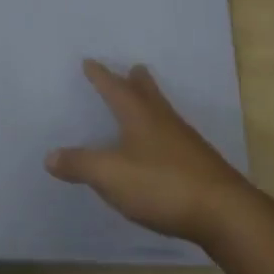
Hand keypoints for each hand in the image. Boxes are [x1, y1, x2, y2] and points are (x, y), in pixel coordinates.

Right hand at [46, 59, 260, 248]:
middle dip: (136, 81)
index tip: (90, 62)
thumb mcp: (111, 176)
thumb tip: (50, 155)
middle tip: (133, 68)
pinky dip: (161, 131)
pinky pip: (174, 136)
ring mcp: (185, 141)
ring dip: (151, 103)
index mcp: (140, 116)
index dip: (101, 76)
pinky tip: (162, 147)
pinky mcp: (199, 164)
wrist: (223, 211)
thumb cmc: (162, 185)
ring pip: (163, 113)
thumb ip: (80, 164)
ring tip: (145, 102)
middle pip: (148, 93)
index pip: (115, 88)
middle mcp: (163, 121)